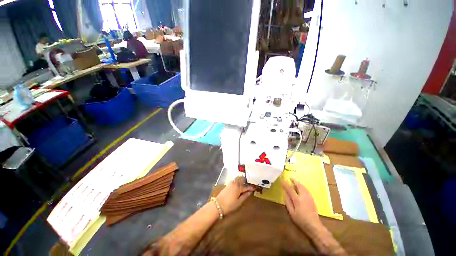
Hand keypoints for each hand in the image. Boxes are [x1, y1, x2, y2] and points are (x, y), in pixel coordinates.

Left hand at [216, 176, 255, 214]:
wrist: (217, 205)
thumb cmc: (229, 205)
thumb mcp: (239, 202)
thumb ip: (245, 196)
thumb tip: (250, 192)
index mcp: (238, 187)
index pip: (246, 186)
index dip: (251, 187)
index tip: (255, 187)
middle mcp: (235, 183)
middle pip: (242, 180)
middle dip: (247, 182)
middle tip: (251, 185)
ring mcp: (231, 183)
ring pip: (238, 180)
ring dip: (242, 181)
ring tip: (246, 185)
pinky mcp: (228, 184)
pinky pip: (235, 181)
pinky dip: (238, 182)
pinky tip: (240, 186)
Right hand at [282, 178, 320, 231]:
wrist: (314, 226)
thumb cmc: (301, 220)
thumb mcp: (291, 212)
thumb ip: (288, 202)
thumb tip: (284, 193)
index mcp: (297, 200)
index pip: (290, 189)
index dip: (285, 184)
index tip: (282, 180)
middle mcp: (303, 196)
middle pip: (298, 185)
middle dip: (294, 181)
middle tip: (290, 178)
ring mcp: (309, 197)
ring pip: (303, 187)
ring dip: (298, 183)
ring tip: (294, 181)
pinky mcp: (312, 199)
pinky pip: (306, 190)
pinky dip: (302, 186)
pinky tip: (301, 188)